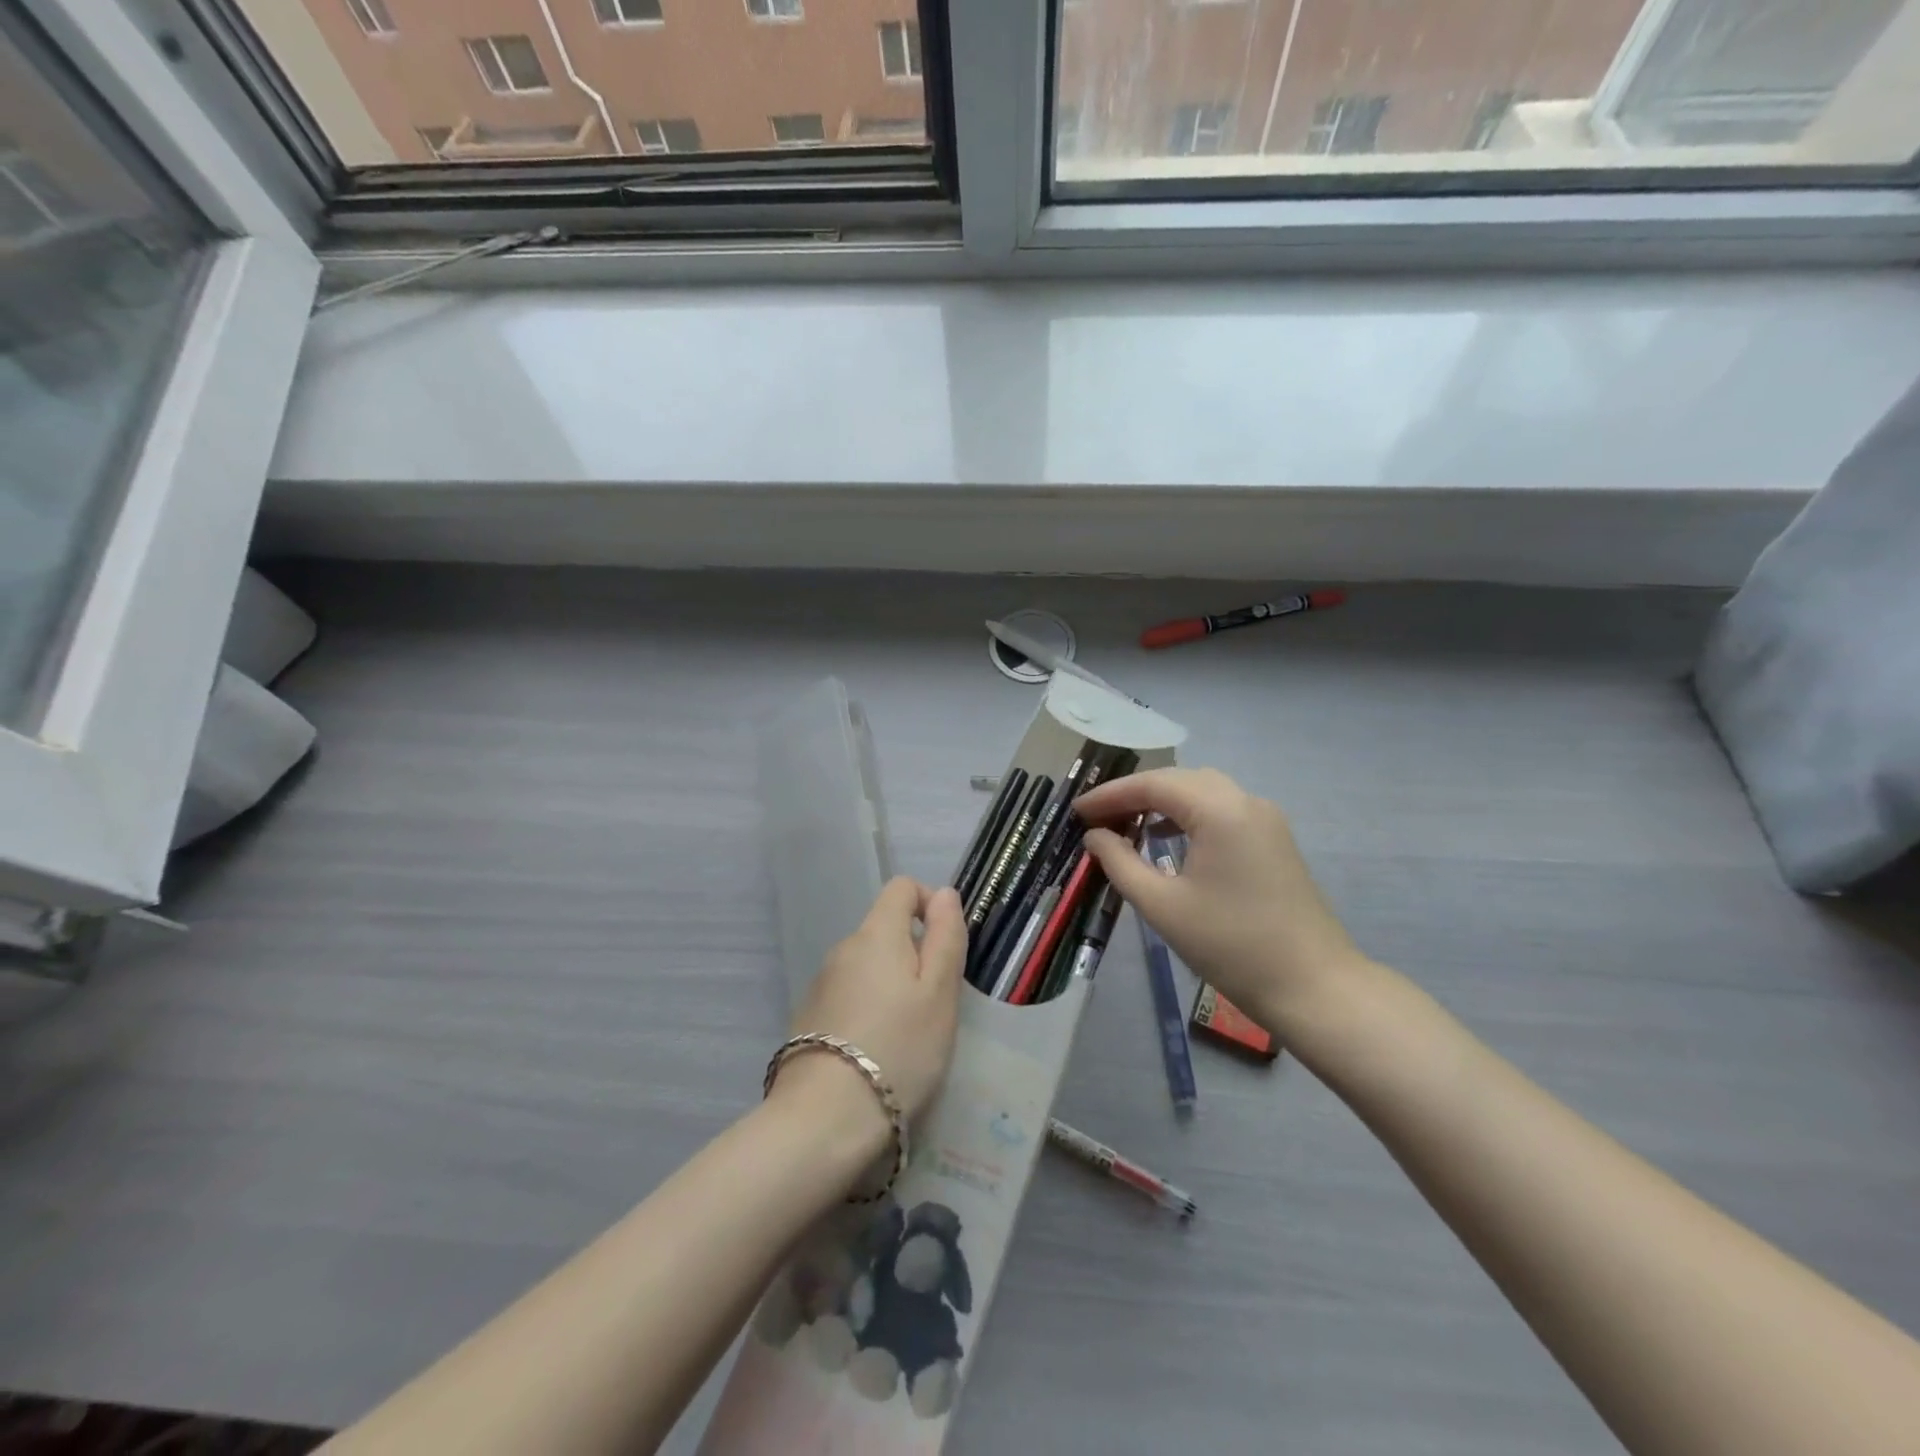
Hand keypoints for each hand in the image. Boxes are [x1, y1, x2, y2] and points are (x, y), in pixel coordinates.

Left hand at [779, 878, 966, 1131]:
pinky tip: (876, 1052)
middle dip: (914, 956)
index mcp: (876, 934)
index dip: (929, 904)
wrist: (826, 1118)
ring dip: (891, 985)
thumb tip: (944, 894)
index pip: (901, 887)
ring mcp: (821, 983)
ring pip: (868, 967)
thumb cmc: (900, 1048)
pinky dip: (868, 1009)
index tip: (946, 947)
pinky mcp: (809, 1017)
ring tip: (907, 1036)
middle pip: (885, 931)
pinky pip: (849, 996)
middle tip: (935, 1006)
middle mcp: (843, 948)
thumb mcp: (940, 993)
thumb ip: (946, 937)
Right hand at [1076, 768, 1368, 1035]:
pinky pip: (1222, 809)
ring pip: (1202, 791)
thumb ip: (1120, 862)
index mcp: (1220, 811)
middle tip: (1096, 817)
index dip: (1110, 795)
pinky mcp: (1273, 839)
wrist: (1313, 986)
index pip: (1153, 784)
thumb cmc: (1230, 946)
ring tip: (1125, 824)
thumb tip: (1095, 836)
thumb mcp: (1162, 906)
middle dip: (1134, 793)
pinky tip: (1166, 836)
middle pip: (1179, 780)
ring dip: (1161, 801)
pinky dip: (1188, 814)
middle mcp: (1246, 801)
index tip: (1077, 811)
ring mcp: (1265, 818)